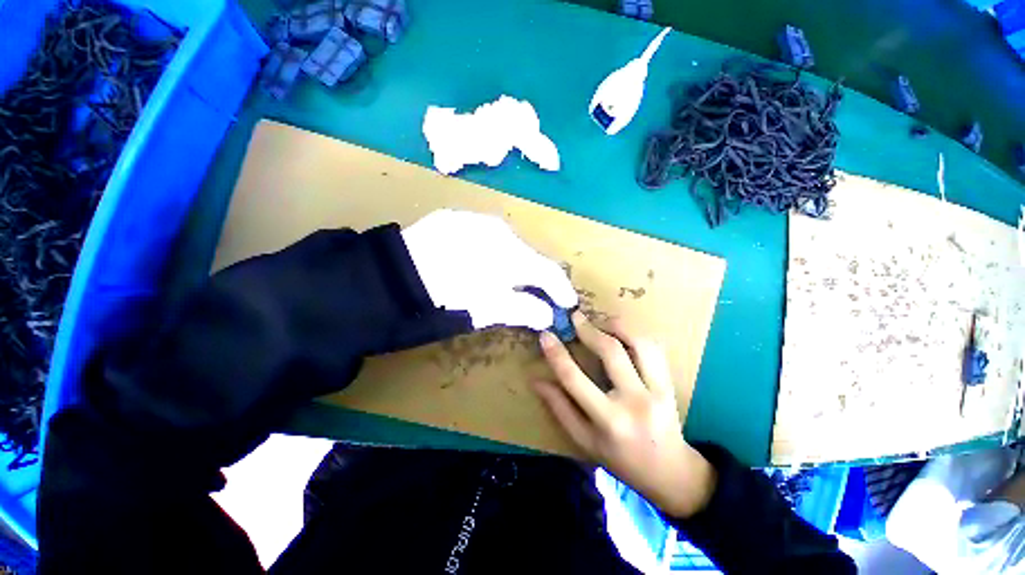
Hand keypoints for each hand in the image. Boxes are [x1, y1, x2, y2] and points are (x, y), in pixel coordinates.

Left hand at [401, 209, 576, 330]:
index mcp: (513, 255)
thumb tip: (548, 315)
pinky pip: (483, 236)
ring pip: (506, 244)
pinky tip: (475, 262)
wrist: (394, 276)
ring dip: (511, 263)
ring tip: (500, 280)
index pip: (548, 271)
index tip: (566, 304)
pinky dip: (489, 251)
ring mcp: (476, 221)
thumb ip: (524, 310)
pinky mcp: (455, 218)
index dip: (561, 290)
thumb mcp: (489, 309)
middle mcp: (501, 230)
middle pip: (527, 256)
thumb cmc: (448, 297)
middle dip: (534, 277)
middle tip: (533, 295)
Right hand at [532, 312, 716, 517]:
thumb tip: (537, 380)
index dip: (557, 354)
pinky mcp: (670, 384)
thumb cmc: (620, 459)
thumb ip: (559, 408)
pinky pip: (654, 349)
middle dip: (588, 329)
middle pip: (610, 352)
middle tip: (575, 317)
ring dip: (616, 326)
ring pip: (638, 343)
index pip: (574, 378)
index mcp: (608, 420)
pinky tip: (622, 332)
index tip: (546, 335)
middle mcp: (635, 401)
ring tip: (600, 321)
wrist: (670, 472)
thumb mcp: (583, 440)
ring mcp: (657, 390)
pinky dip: (635, 334)